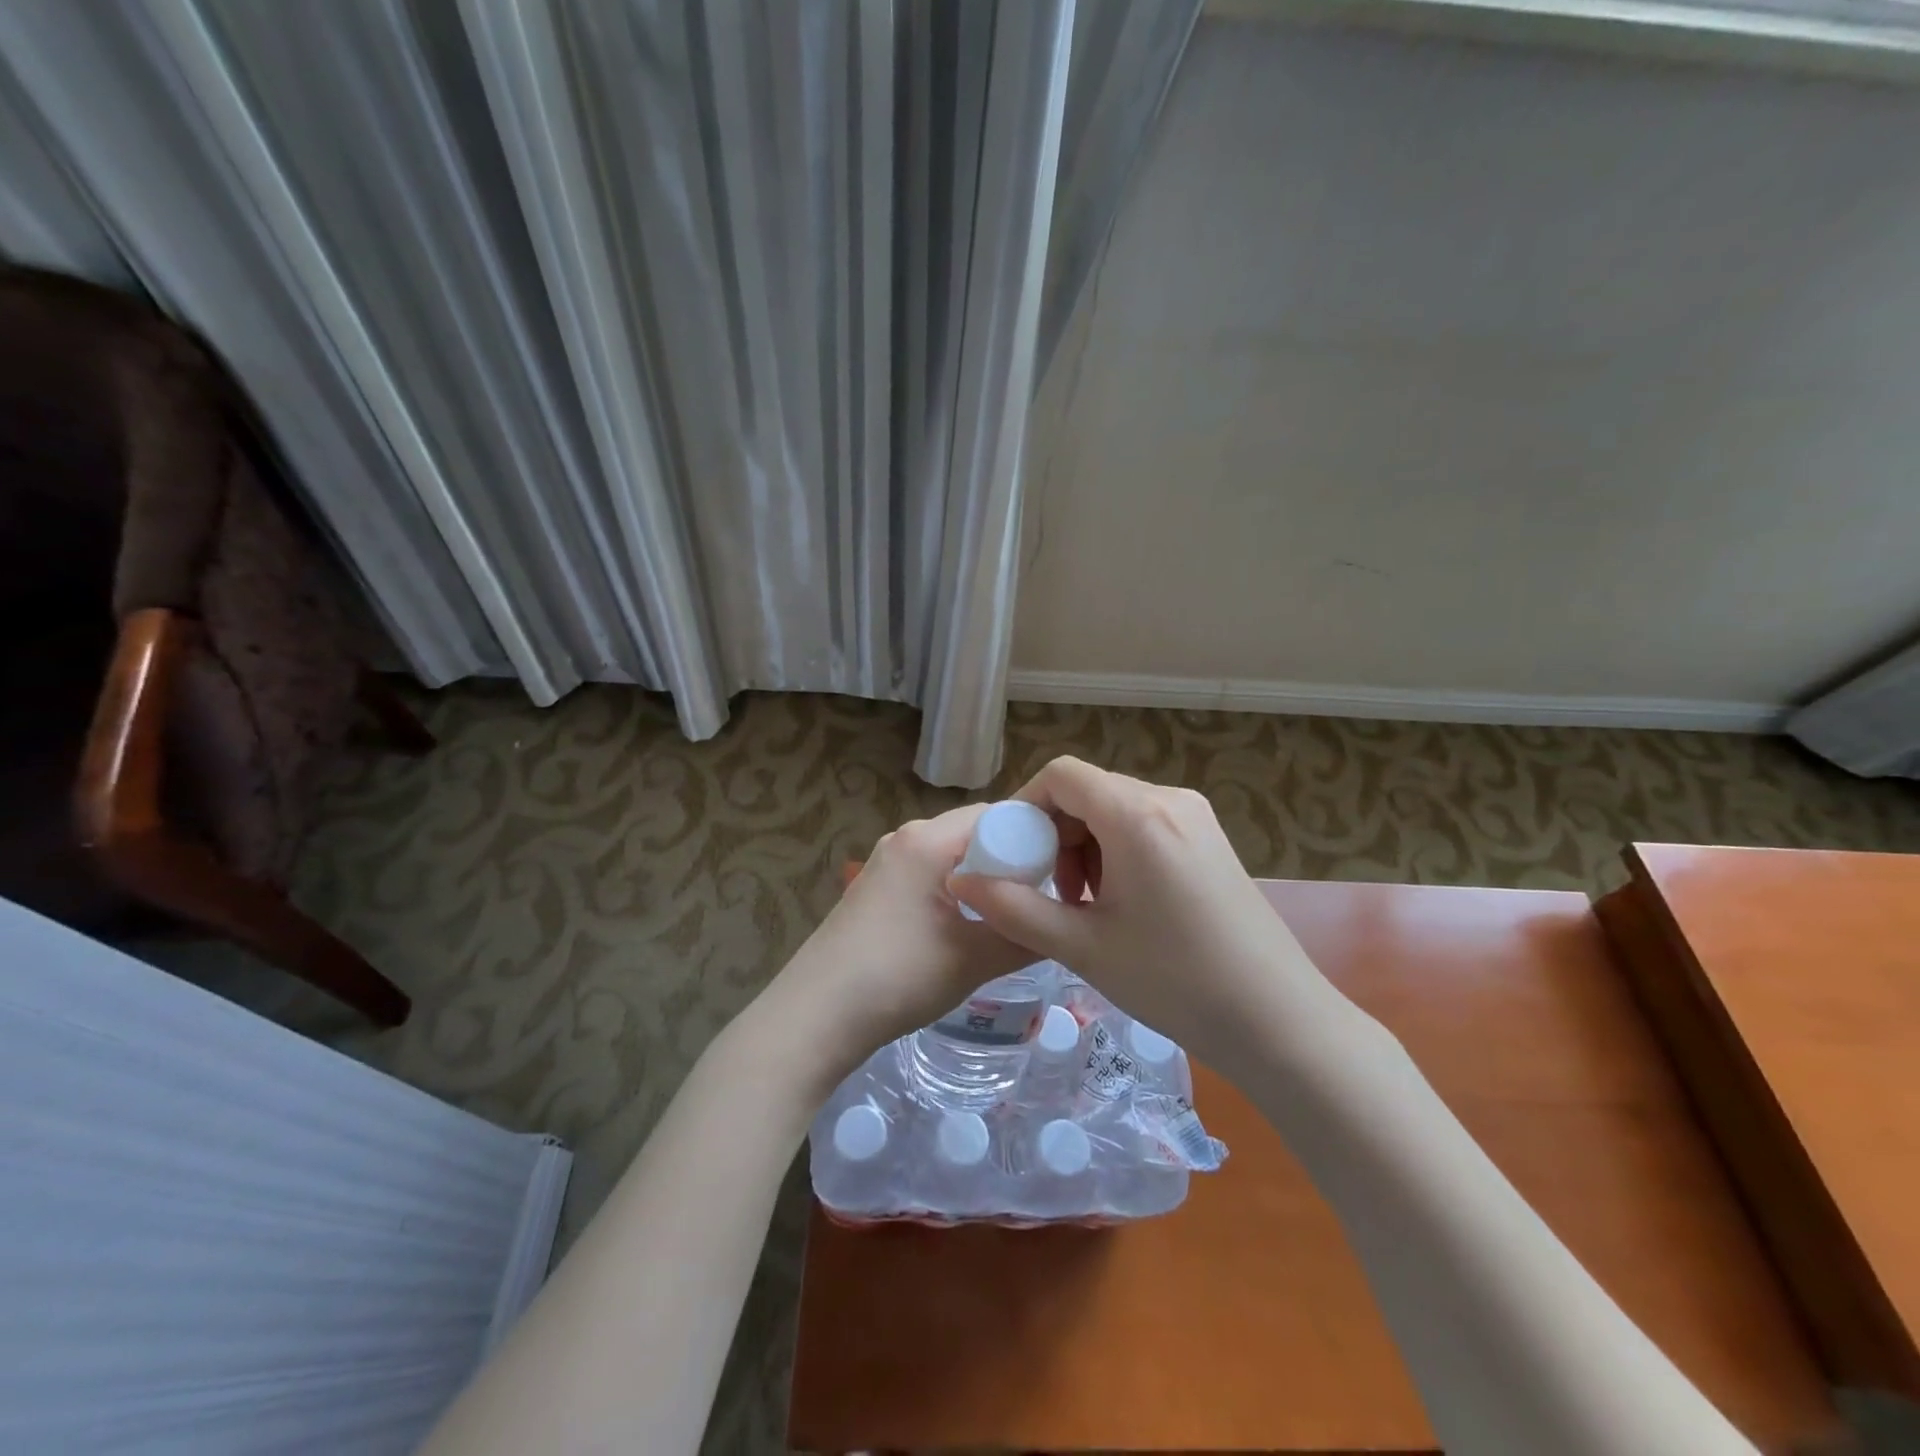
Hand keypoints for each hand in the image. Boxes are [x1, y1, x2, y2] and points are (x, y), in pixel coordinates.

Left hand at [757, 802, 1035, 1089]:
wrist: (815, 1016)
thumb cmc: (899, 977)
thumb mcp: (975, 959)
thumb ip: (1026, 936)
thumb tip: (1063, 927)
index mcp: (928, 839)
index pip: (998, 815)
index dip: (1036, 838)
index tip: (1065, 872)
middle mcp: (905, 838)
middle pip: (975, 832)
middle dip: (1011, 860)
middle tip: (1044, 897)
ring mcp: (886, 862)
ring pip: (952, 855)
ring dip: (984, 877)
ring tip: (1012, 914)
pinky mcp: (876, 888)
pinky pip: (930, 873)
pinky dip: (957, 889)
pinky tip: (968, 925)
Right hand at [950, 757, 1342, 1072]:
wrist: (1279, 1021)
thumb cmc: (1174, 982)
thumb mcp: (1082, 946)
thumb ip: (1013, 908)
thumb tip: (961, 883)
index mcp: (1136, 814)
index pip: (1062, 774)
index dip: (1026, 805)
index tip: (1015, 855)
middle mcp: (1169, 799)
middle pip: (1089, 791)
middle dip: (1057, 834)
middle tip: (1052, 892)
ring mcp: (1196, 818)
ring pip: (1116, 809)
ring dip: (1086, 846)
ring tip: (1085, 905)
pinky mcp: (1211, 840)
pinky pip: (1146, 826)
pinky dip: (1118, 852)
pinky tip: (1122, 904)